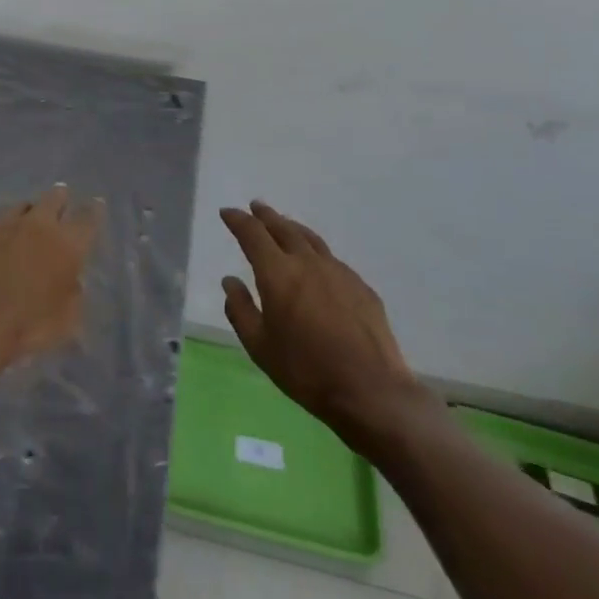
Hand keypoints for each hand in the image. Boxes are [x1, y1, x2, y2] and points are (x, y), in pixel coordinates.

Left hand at [0, 185, 98, 365]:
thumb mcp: (66, 320)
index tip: (96, 204)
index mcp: (67, 245)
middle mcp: (39, 225)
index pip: (88, 218)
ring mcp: (5, 224)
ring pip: (22, 207)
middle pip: (54, 198)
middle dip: (59, 198)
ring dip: (27, 214)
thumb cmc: (28, 327)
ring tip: (25, 224)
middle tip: (60, 200)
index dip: (94, 210)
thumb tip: (71, 281)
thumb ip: (72, 293)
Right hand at [221, 201, 434, 451]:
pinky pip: (332, 259)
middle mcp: (307, 262)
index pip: (252, 234)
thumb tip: (230, 281)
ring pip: (310, 239)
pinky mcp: (361, 287)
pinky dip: (316, 252)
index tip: (227, 212)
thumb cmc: (306, 371)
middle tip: (255, 207)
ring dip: (292, 227)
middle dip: (265, 216)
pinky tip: (317, 264)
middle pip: (283, 228)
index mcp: (278, 273)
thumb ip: (240, 310)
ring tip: (284, 224)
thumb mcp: (260, 347)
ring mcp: (338, 272)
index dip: (237, 220)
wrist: (371, 392)